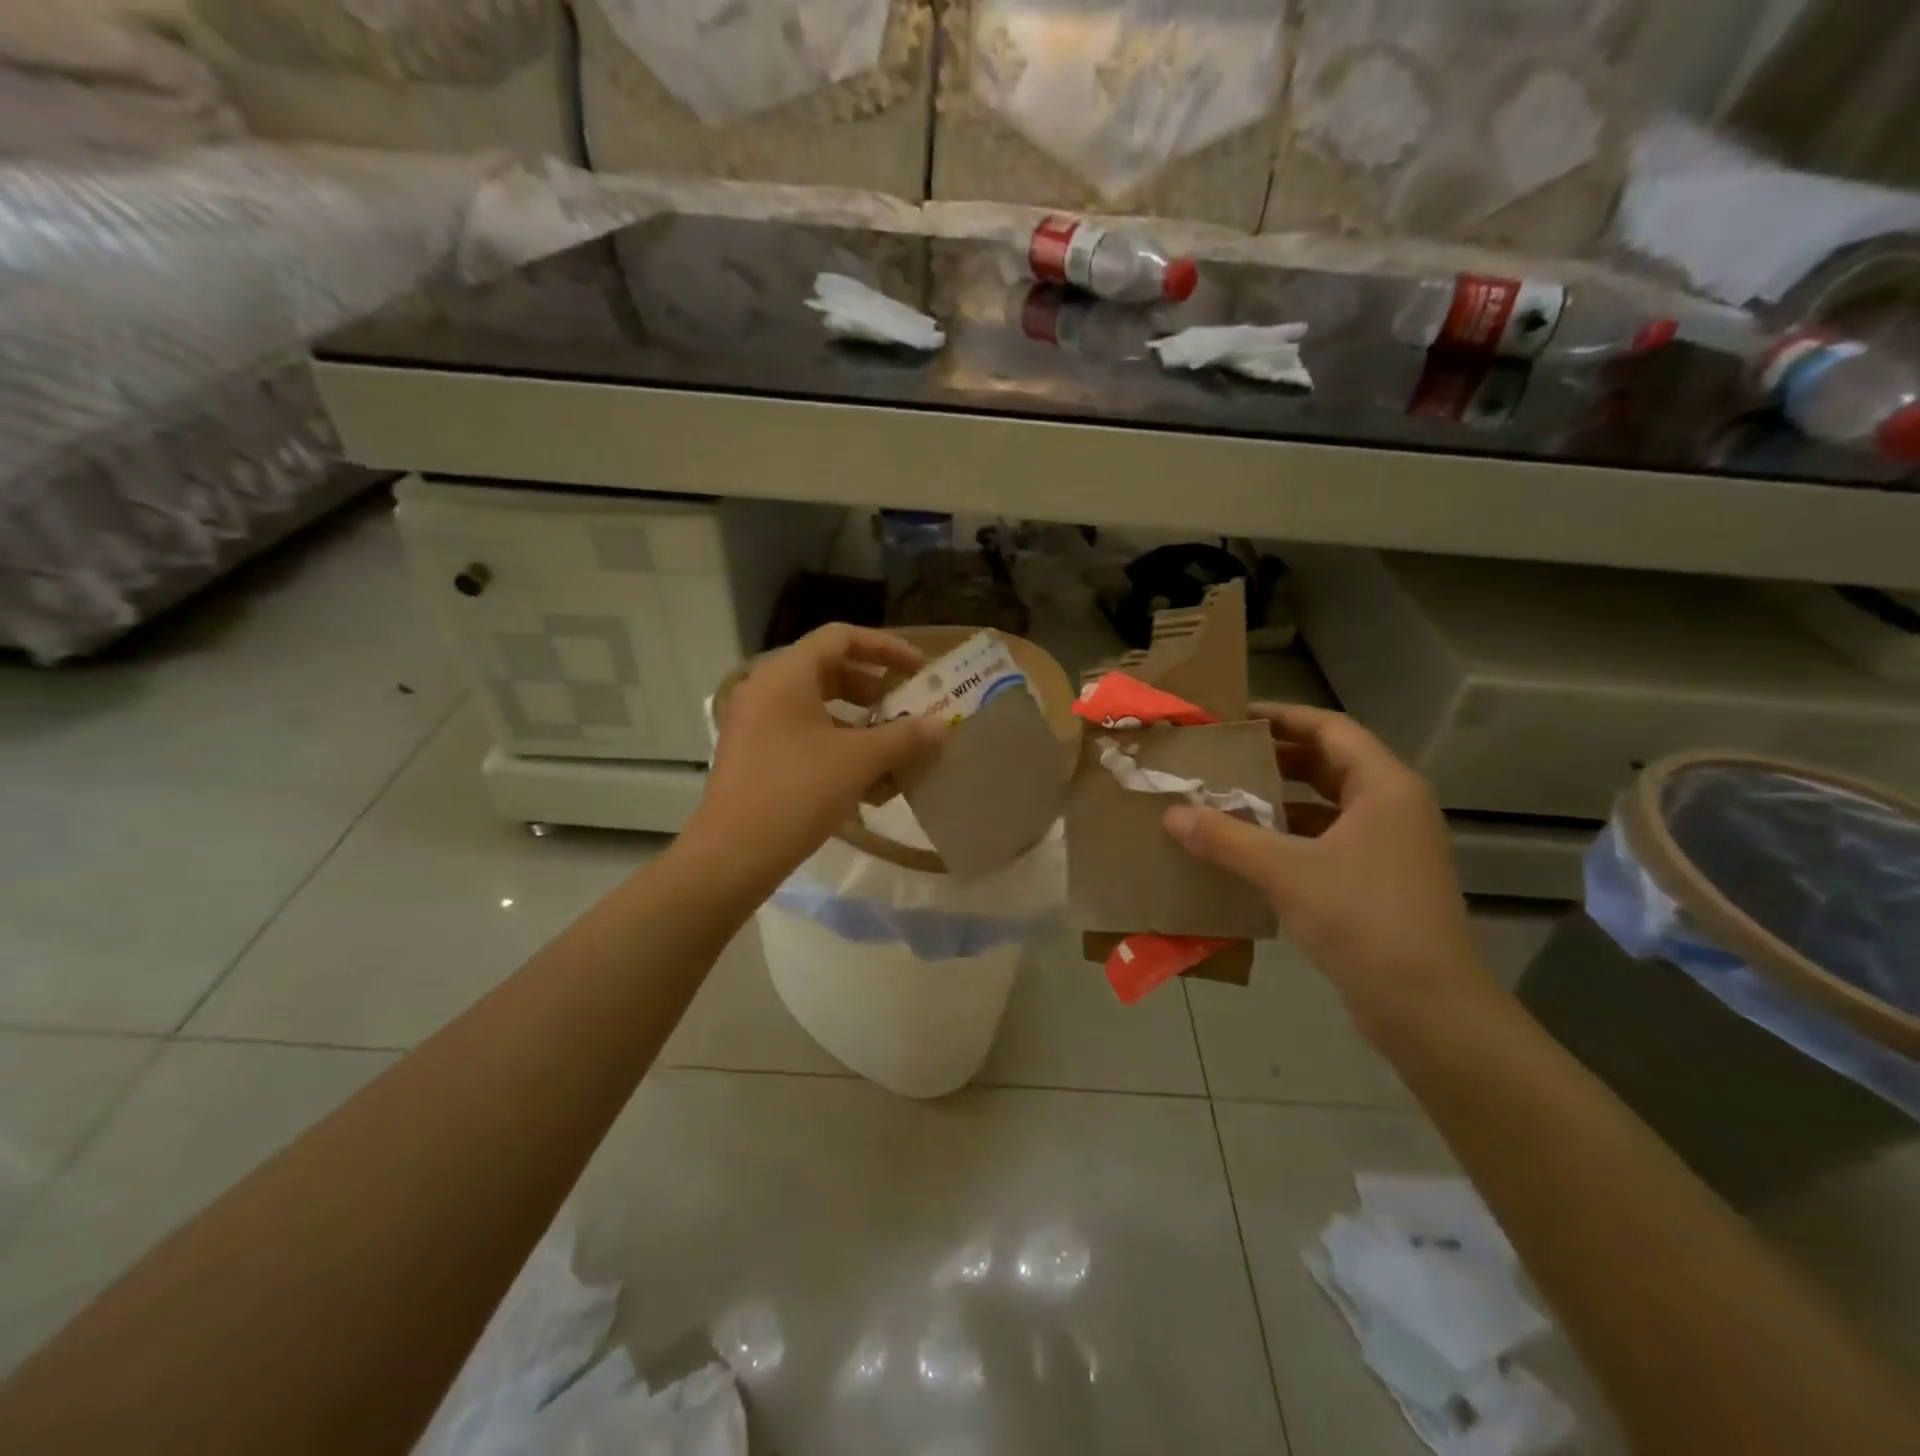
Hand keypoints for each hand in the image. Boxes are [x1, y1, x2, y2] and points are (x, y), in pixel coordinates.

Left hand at [684, 625, 945, 891]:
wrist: (731, 856)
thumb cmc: (797, 793)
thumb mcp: (859, 761)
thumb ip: (904, 737)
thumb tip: (940, 726)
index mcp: (787, 674)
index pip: (842, 637)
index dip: (886, 648)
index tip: (919, 670)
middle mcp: (767, 689)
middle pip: (829, 670)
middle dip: (874, 688)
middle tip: (905, 708)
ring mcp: (756, 724)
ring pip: (818, 707)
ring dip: (859, 723)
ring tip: (892, 749)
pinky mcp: (755, 755)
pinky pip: (803, 735)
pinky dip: (837, 747)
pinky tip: (867, 782)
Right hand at [1163, 703, 1498, 1041]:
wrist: (1427, 1007)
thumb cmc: (1363, 920)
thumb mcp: (1285, 872)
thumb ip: (1226, 838)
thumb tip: (1173, 814)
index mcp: (1384, 787)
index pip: (1329, 728)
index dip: (1282, 716)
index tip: (1234, 716)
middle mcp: (1393, 807)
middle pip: (1329, 763)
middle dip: (1275, 758)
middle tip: (1222, 757)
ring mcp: (1391, 846)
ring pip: (1328, 805)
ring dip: (1281, 799)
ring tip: (1227, 798)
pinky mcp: (1381, 881)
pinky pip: (1330, 840)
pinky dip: (1292, 836)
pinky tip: (1251, 849)